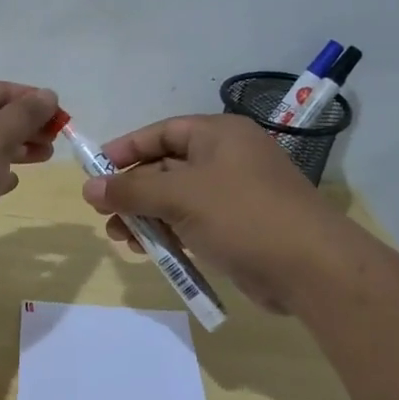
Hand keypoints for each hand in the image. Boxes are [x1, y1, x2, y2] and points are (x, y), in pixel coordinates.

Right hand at [81, 113, 352, 311]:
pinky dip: (170, 233)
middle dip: (133, 191)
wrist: (309, 267)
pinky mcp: (239, 227)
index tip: (94, 170)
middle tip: (104, 214)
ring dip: (146, 217)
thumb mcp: (179, 196)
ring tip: (122, 239)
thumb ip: (131, 190)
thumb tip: (89, 188)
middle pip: (166, 167)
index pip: (162, 132)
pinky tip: (150, 252)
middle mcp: (227, 158)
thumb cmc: (242, 215)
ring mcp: (235, 194)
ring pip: (177, 199)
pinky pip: (193, 223)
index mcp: (219, 135)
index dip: (126, 149)